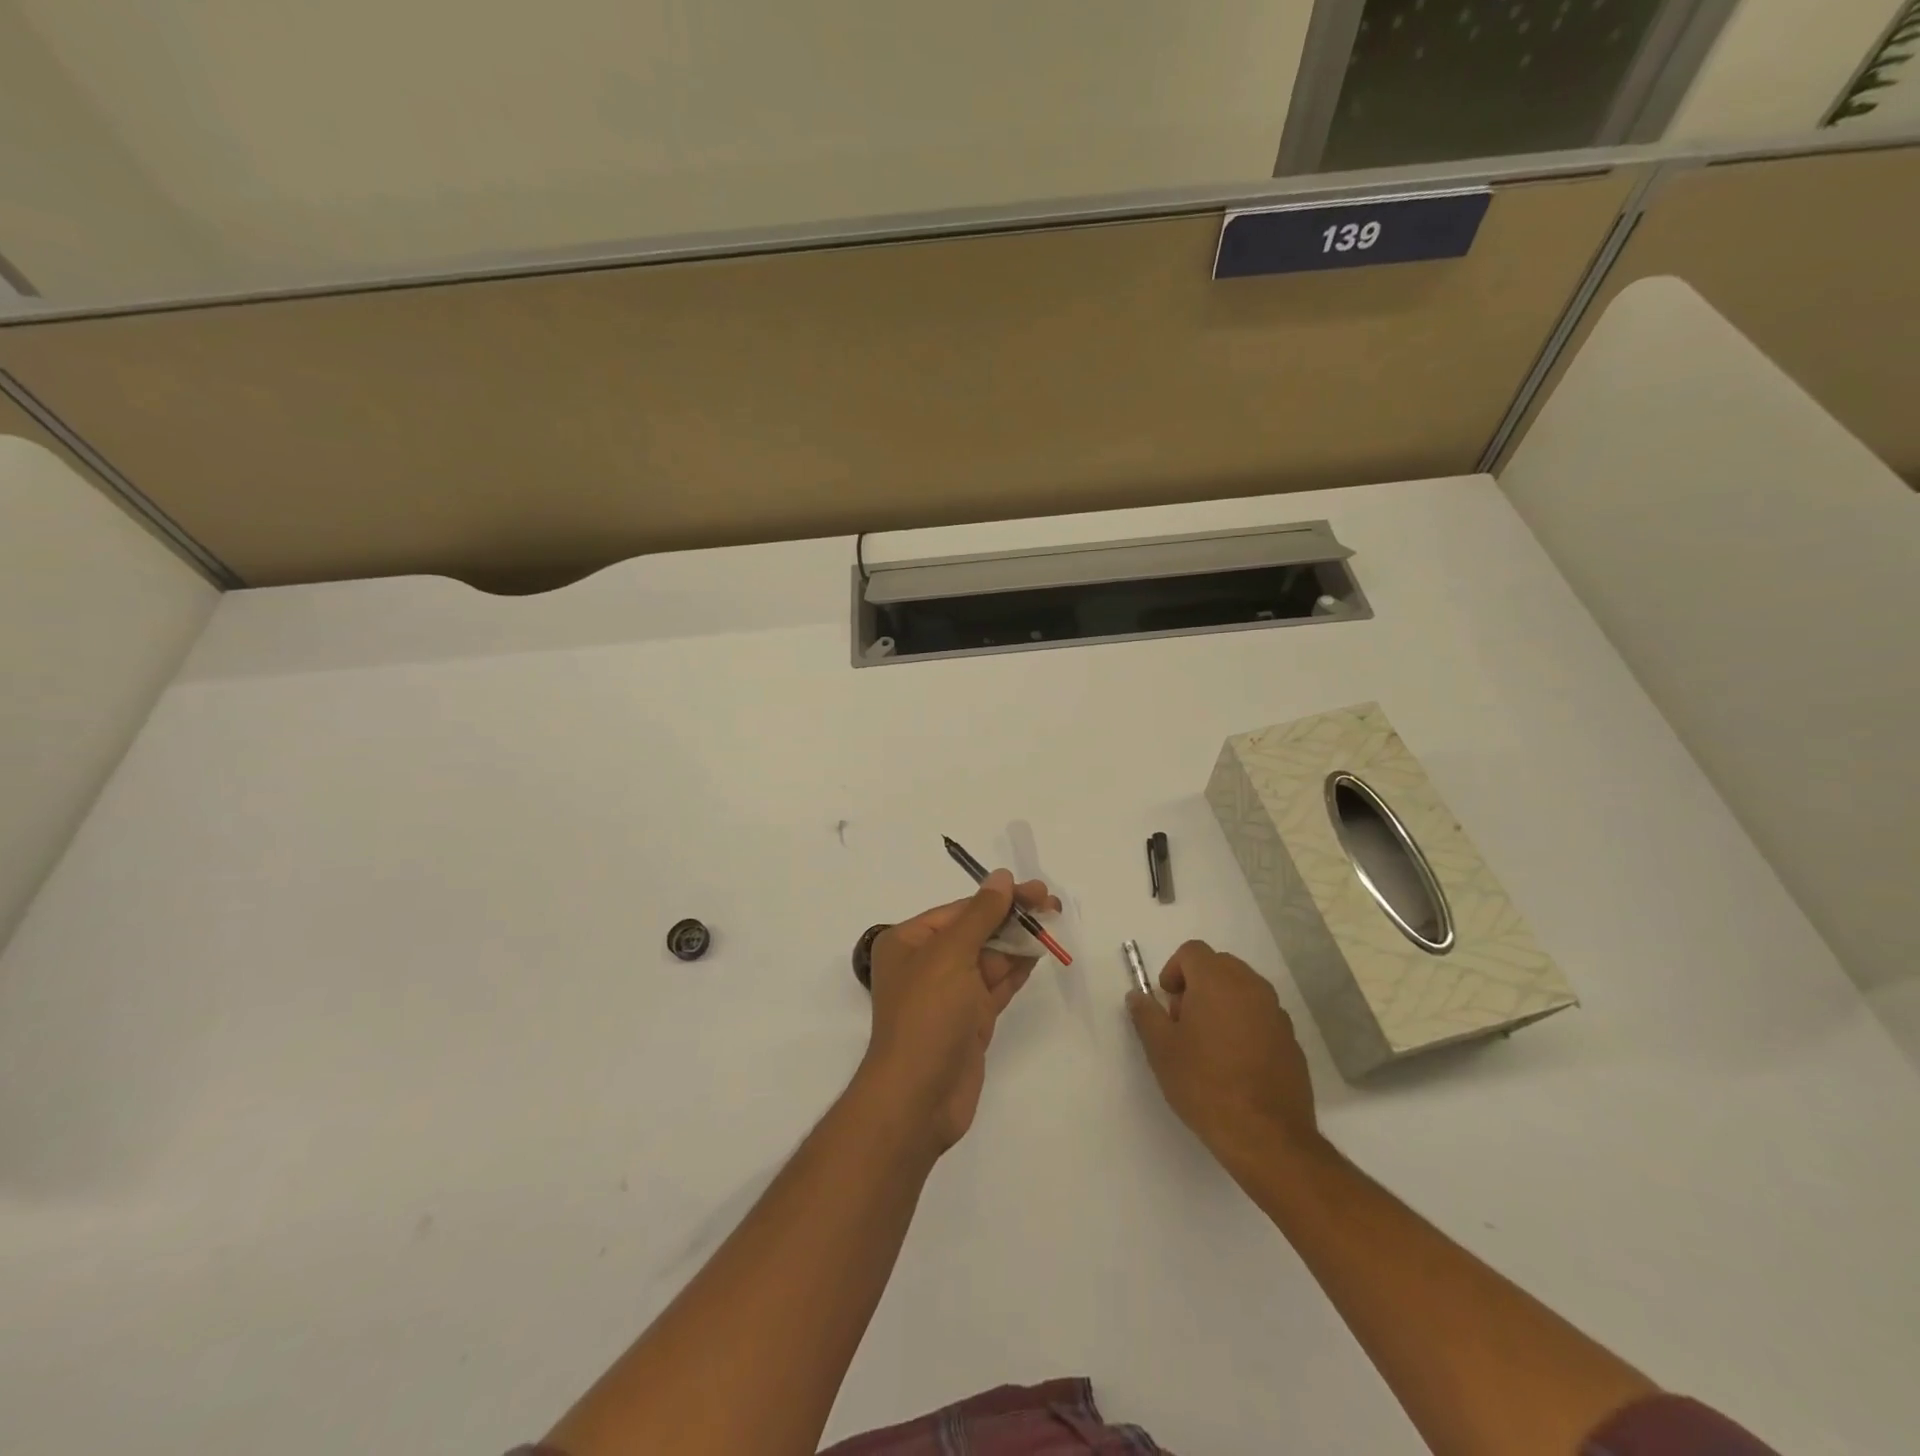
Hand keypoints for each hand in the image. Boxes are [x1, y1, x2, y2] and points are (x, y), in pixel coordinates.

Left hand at [860, 871, 1058, 1154]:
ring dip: (1019, 941)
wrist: (919, 1097)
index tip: (1035, 890)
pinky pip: (996, 985)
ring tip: (1053, 922)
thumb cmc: (928, 1015)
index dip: (998, 898)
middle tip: (1052, 904)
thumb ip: (980, 914)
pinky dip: (1017, 969)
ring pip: (989, 957)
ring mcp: (949, 994)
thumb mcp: (951, 954)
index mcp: (909, 942)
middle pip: (976, 931)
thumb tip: (1001, 877)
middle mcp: (926, 963)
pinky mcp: (969, 1020)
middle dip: (1012, 917)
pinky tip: (1040, 953)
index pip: (959, 910)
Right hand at [1127, 940, 1319, 1169]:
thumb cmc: (1204, 1084)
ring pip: (1243, 989)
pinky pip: (1261, 1016)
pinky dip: (1245, 1024)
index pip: (1192, 951)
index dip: (1173, 970)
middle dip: (1198, 983)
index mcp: (1217, 981)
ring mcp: (1276, 1013)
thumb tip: (1137, 996)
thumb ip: (1146, 1015)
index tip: (1166, 1002)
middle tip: (1183, 1021)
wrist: (1266, 1136)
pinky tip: (1235, 1063)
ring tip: (1208, 1044)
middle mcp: (1251, 987)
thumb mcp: (1161, 1049)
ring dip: (1222, 1002)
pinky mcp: (1291, 1040)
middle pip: (1219, 965)